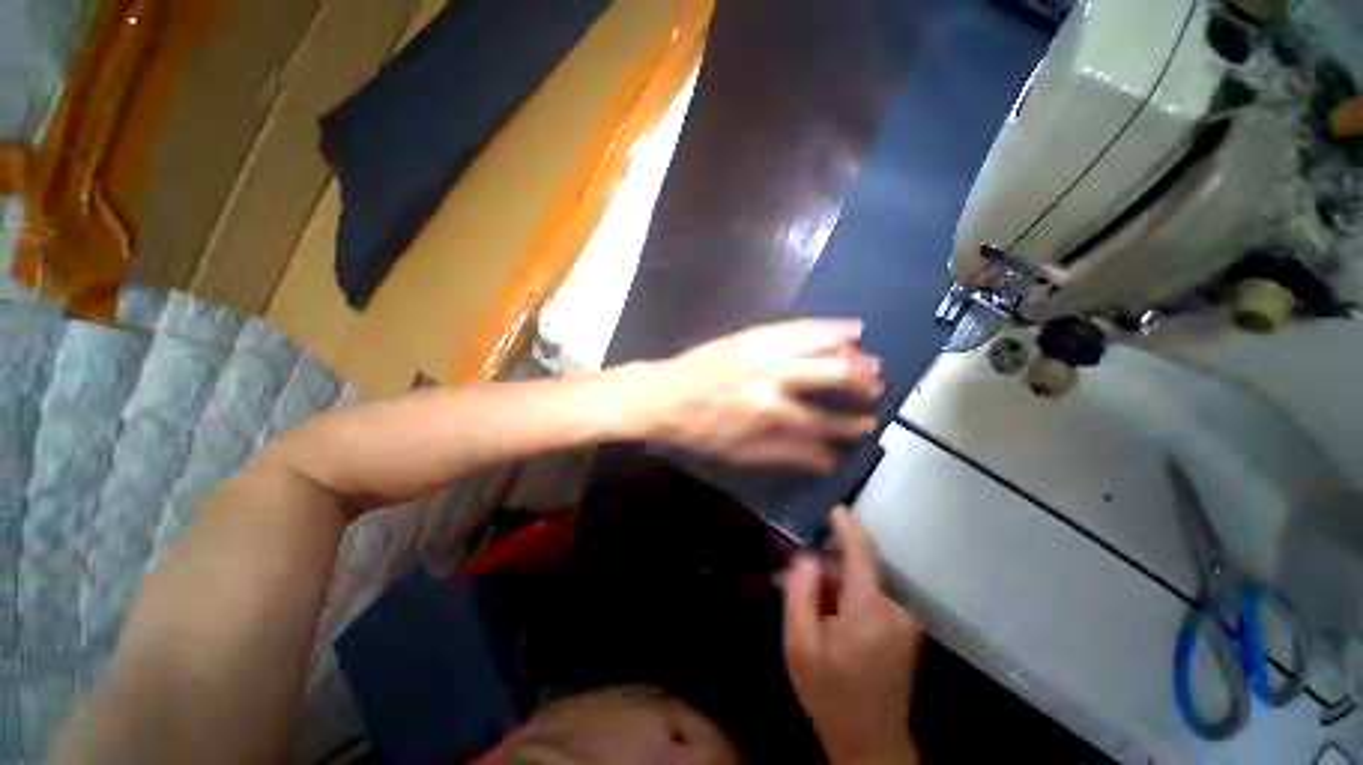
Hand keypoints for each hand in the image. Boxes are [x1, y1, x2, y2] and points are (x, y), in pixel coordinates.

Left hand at [630, 318, 882, 471]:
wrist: (660, 396)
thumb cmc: (698, 430)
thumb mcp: (740, 453)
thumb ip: (788, 454)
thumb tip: (830, 458)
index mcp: (767, 412)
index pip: (824, 421)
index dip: (850, 426)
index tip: (866, 425)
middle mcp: (771, 376)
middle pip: (832, 373)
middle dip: (862, 383)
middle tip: (875, 390)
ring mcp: (761, 349)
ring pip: (821, 343)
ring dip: (852, 352)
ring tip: (869, 360)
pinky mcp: (751, 334)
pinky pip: (798, 326)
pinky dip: (828, 327)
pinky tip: (848, 328)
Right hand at [784, 507, 924, 764]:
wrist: (868, 742)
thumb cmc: (829, 692)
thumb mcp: (799, 643)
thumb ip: (800, 592)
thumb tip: (808, 559)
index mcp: (869, 609)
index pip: (860, 553)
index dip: (847, 528)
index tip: (836, 508)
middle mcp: (895, 610)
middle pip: (857, 571)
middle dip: (829, 572)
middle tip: (804, 591)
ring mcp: (905, 623)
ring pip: (863, 586)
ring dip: (839, 590)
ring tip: (818, 617)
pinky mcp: (905, 633)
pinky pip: (873, 601)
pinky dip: (851, 602)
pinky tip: (835, 627)